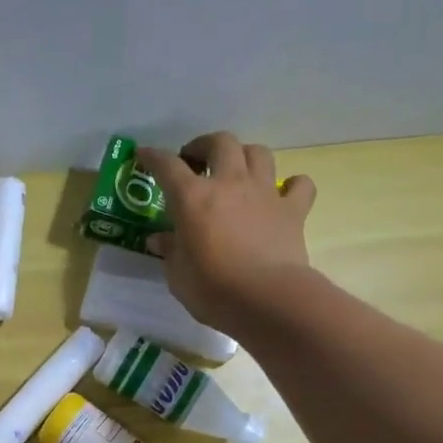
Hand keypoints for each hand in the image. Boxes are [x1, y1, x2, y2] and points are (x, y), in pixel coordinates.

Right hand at [136, 131, 316, 332]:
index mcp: (193, 198)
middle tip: (196, 161)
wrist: (268, 299)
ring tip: (236, 171)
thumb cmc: (213, 290)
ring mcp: (265, 193)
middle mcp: (230, 184)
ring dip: (245, 156)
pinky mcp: (293, 211)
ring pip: (258, 153)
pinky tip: (284, 194)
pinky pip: (299, 185)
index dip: (153, 157)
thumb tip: (159, 239)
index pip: (167, 166)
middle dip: (204, 145)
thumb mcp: (178, 275)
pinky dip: (292, 185)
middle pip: (220, 142)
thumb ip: (170, 251)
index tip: (144, 155)